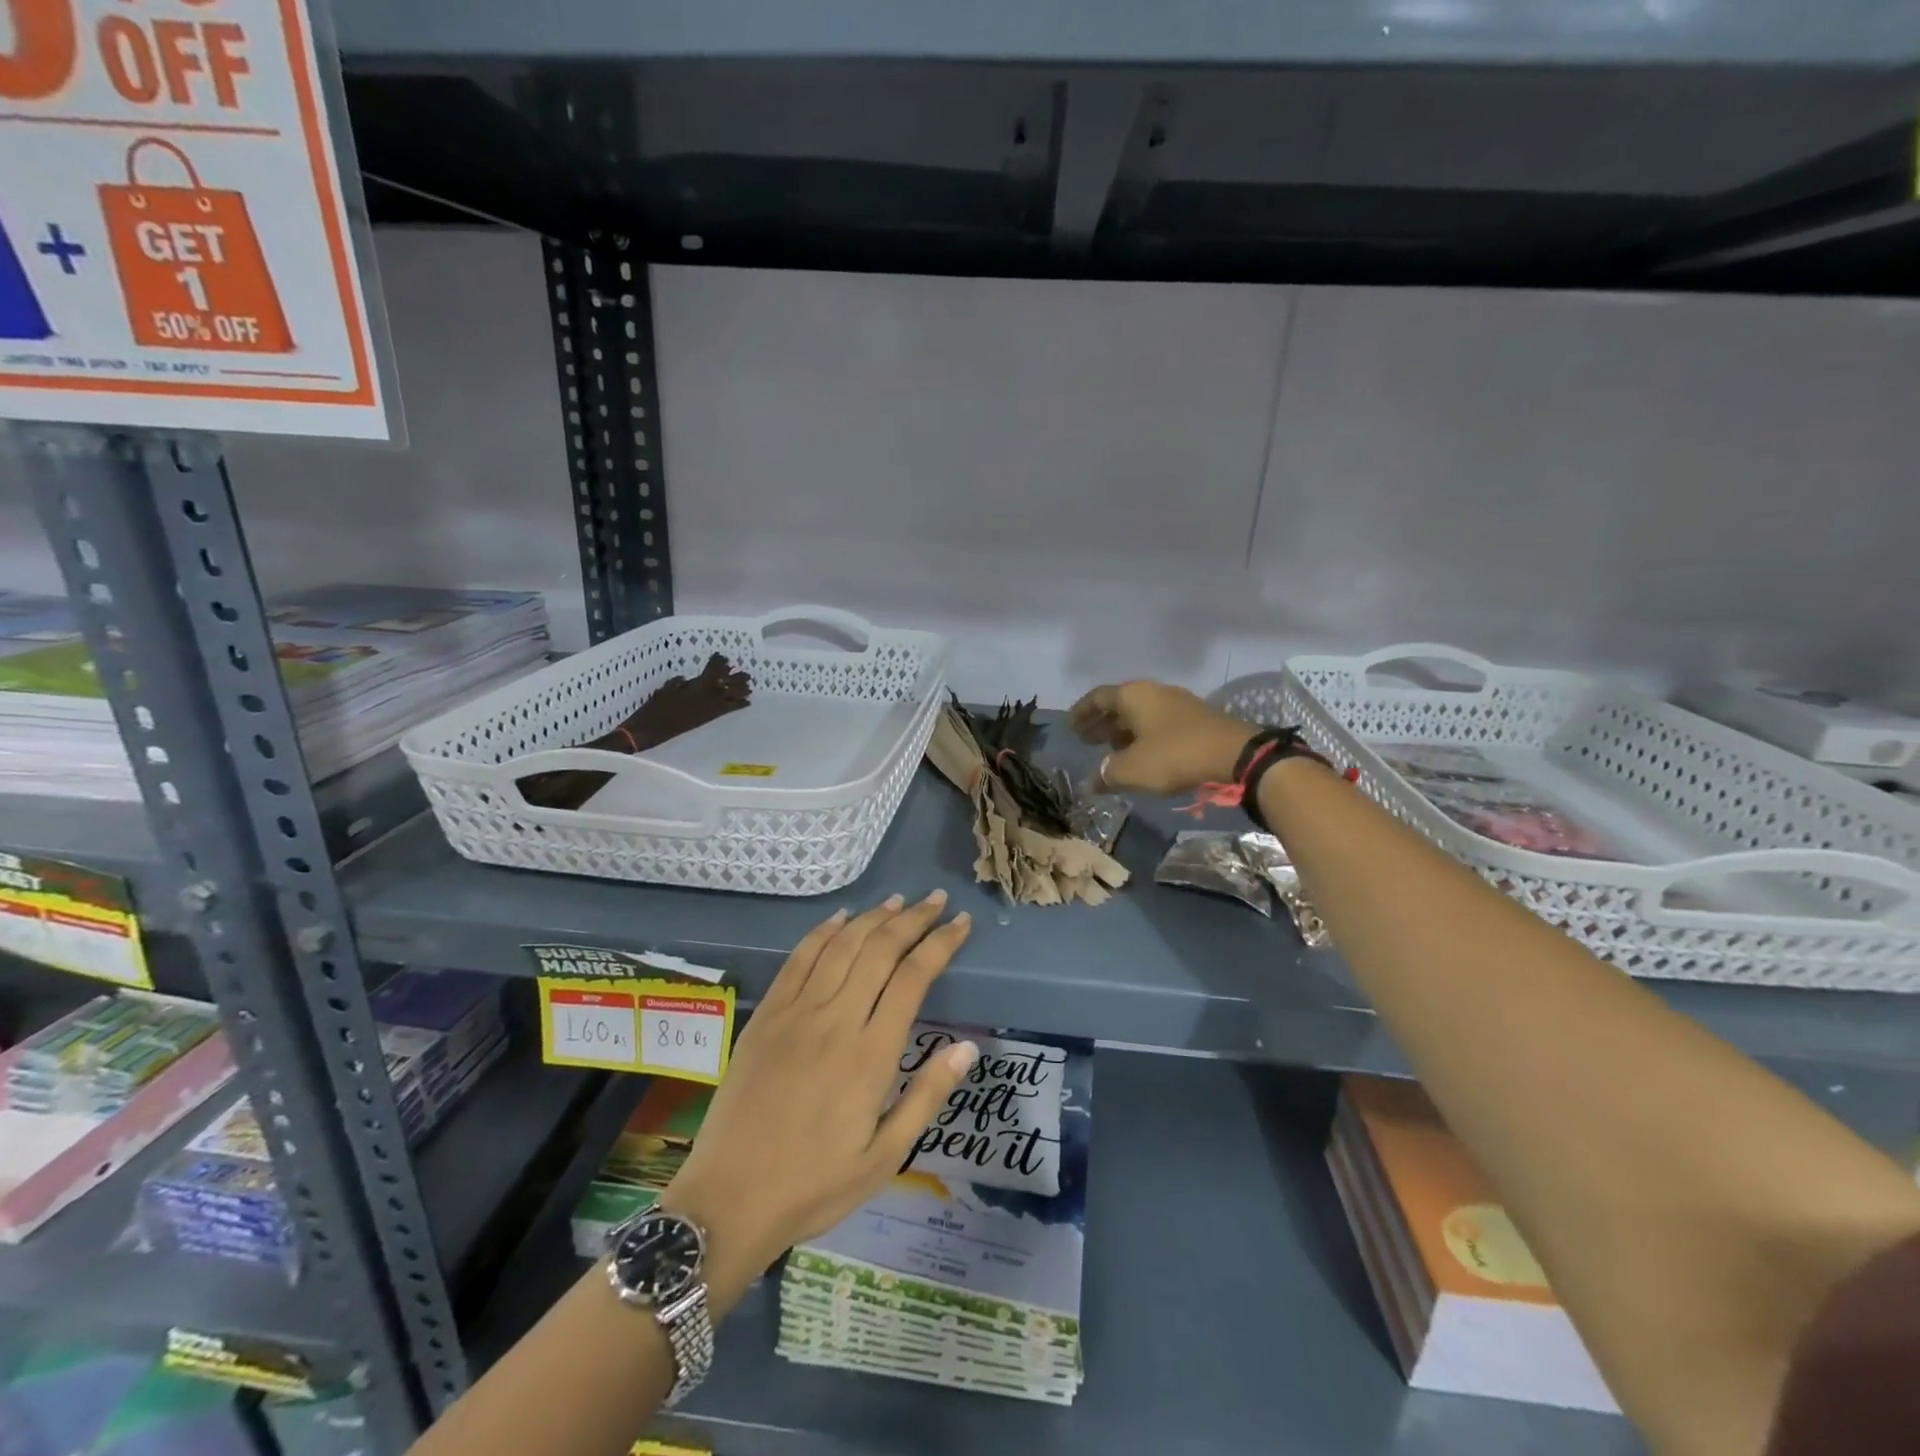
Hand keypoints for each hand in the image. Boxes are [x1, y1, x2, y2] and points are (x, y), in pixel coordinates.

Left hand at [658, 892, 975, 1310]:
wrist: (728, 1200)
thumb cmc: (815, 1185)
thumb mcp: (885, 1157)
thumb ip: (927, 1096)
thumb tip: (967, 1046)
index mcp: (871, 1055)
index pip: (914, 978)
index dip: (940, 943)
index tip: (959, 923)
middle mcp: (835, 1020)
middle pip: (880, 950)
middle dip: (913, 919)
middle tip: (935, 900)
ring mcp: (796, 1013)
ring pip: (842, 946)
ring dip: (873, 918)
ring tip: (898, 902)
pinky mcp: (766, 1015)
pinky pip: (798, 959)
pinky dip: (823, 932)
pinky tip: (841, 918)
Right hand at [1069, 681, 1256, 794]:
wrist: (1234, 755)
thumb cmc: (1173, 756)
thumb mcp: (1131, 770)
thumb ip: (1106, 773)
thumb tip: (1093, 781)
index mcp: (1133, 695)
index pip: (1097, 698)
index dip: (1081, 712)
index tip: (1070, 728)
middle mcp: (1153, 692)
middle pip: (1119, 704)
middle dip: (1101, 723)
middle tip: (1086, 740)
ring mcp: (1176, 703)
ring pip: (1140, 714)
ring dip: (1122, 731)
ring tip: (1110, 751)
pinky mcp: (1194, 719)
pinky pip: (1157, 723)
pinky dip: (1142, 736)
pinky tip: (1140, 755)